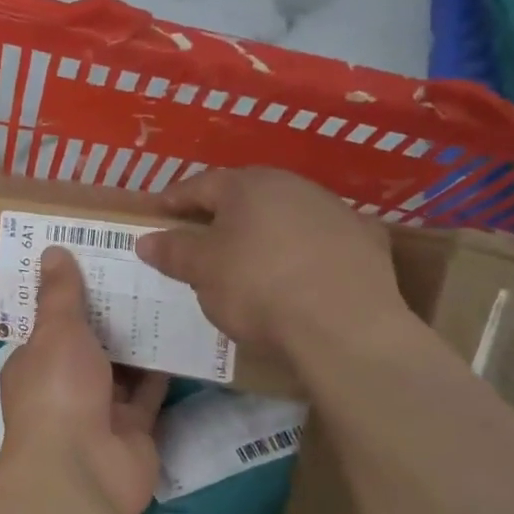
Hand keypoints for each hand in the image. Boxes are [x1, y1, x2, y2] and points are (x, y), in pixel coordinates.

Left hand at [0, 247, 169, 513]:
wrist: (82, 470)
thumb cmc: (58, 390)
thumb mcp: (56, 331)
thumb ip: (60, 293)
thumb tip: (51, 250)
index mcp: (35, 363)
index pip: (52, 325)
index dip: (73, 297)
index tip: (100, 263)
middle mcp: (65, 387)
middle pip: (91, 346)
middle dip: (112, 316)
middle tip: (144, 273)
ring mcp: (101, 411)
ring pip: (123, 369)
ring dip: (140, 341)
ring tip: (168, 296)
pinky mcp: (135, 430)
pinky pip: (151, 394)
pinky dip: (163, 371)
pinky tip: (183, 337)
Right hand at [135, 167, 409, 357]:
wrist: (346, 328)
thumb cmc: (259, 289)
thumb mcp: (202, 271)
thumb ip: (173, 251)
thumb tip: (147, 240)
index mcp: (248, 185)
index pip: (200, 185)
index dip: (174, 201)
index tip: (157, 216)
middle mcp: (294, 186)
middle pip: (245, 196)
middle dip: (220, 215)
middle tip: (200, 238)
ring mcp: (335, 211)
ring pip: (286, 216)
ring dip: (264, 232)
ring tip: (249, 261)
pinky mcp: (367, 242)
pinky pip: (321, 241)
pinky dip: (303, 252)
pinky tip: (298, 277)